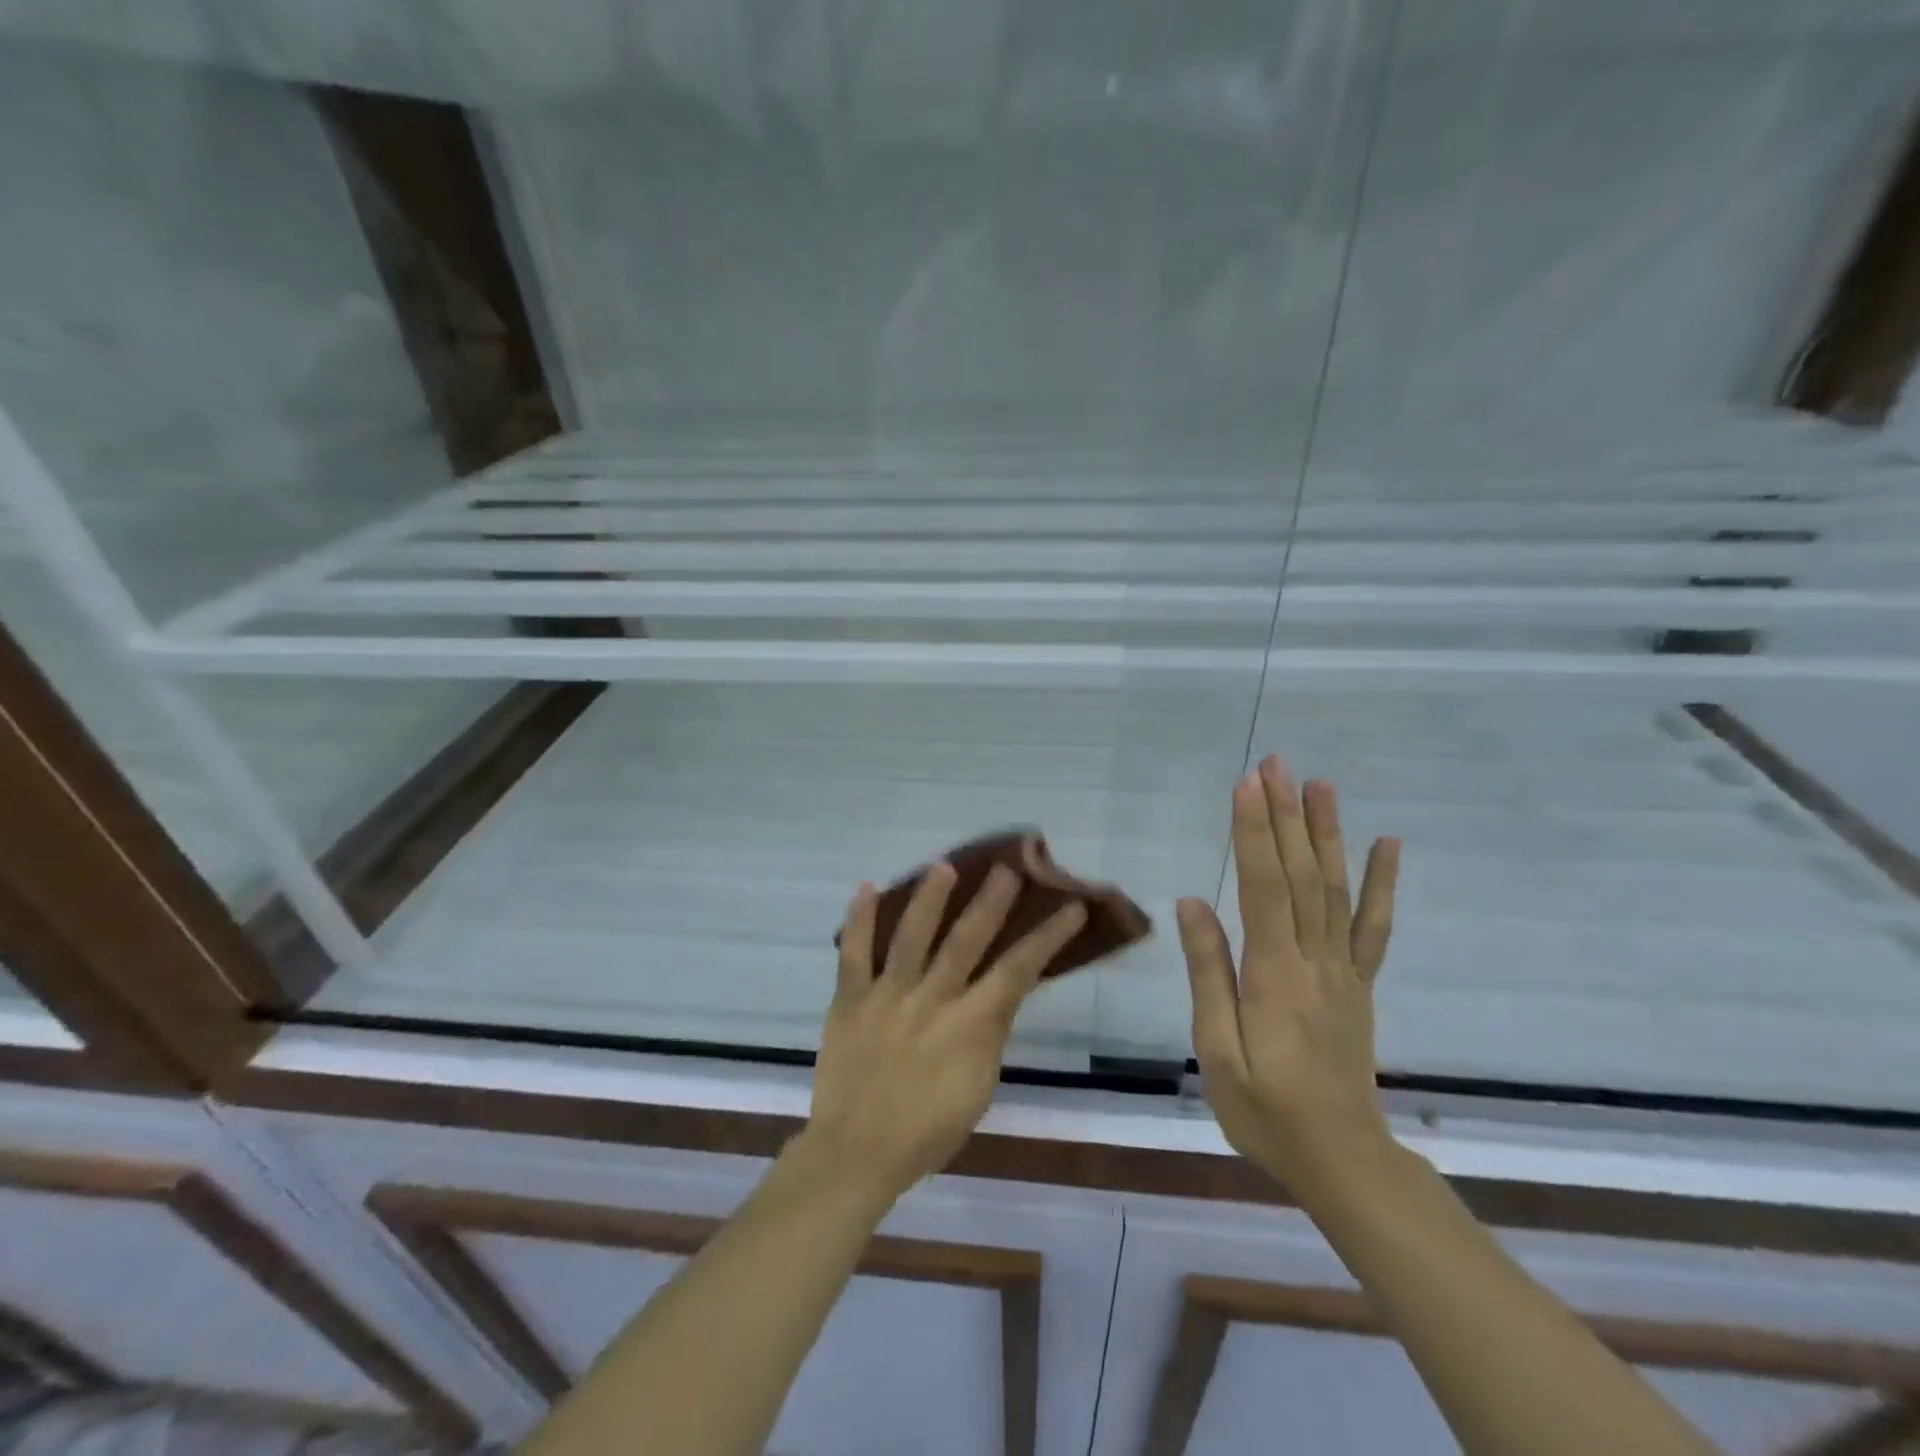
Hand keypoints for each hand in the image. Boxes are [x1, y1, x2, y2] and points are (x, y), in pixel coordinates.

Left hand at [802, 864, 1087, 1206]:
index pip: (1018, 971)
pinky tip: (865, 887)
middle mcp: (932, 1001)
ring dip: (928, 899)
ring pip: (910, 938)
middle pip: (965, 942)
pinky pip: (853, 954)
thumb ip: (989, 1035)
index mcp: (970, 1026)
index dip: (1047, 937)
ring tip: (944, 865)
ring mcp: (887, 996)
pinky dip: (858, 920)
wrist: (858, 1153)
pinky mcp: (849, 1000)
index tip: (1070, 906)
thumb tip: (996, 993)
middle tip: (1008, 867)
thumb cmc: (927, 1131)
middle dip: (990, 902)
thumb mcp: (978, 1088)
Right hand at [1177, 755, 1400, 1195]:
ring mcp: (1344, 970)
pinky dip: (1383, 882)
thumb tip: (1193, 903)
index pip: (1263, 888)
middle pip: (1301, 876)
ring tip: (1320, 784)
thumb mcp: (1218, 1051)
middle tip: (1277, 764)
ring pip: (1337, 889)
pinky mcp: (1360, 983)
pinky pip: (1374, 927)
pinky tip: (1388, 843)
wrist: (1342, 1160)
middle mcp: (1315, 960)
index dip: (1254, 833)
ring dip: (1327, 833)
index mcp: (1275, 975)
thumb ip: (1210, 973)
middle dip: (1286, 816)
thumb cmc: (1265, 1110)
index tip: (1247, 784)